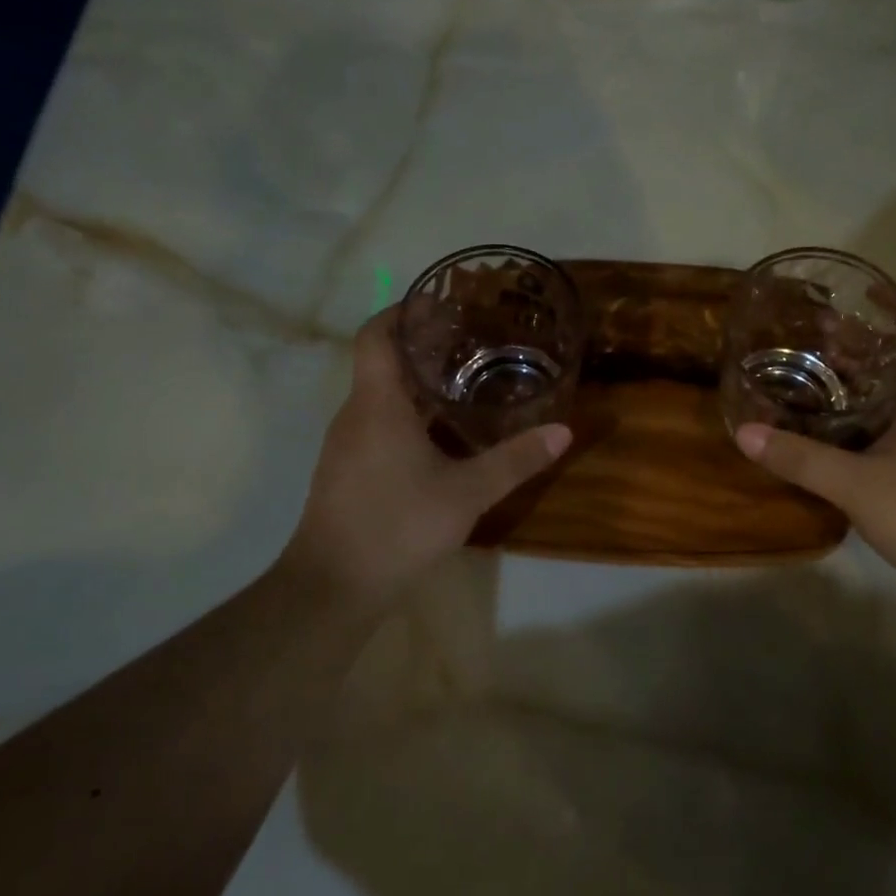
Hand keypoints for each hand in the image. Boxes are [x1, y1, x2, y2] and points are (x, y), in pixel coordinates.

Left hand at [282, 308, 570, 609]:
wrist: (333, 589)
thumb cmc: (397, 526)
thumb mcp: (466, 493)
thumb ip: (515, 460)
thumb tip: (563, 431)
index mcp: (377, 404)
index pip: (376, 335)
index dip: (403, 312)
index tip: (440, 307)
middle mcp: (354, 415)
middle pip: (383, 364)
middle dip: (425, 350)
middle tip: (474, 346)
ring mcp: (346, 446)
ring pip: (381, 399)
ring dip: (418, 388)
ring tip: (467, 387)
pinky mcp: (347, 473)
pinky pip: (378, 427)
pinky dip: (409, 419)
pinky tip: (442, 440)